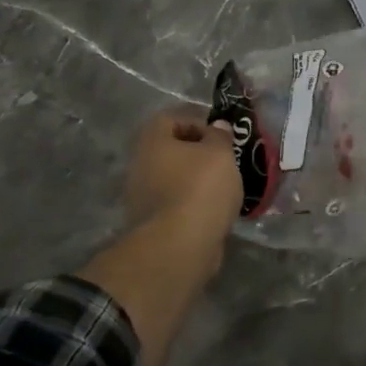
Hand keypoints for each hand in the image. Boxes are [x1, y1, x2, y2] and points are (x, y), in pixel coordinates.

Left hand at [124, 106, 242, 240]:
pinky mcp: (152, 223)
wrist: (179, 247)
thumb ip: (220, 136)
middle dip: (199, 153)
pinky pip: (176, 203)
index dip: (197, 121)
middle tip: (225, 160)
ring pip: (174, 177)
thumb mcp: (220, 153)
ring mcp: (142, 197)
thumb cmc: (200, 188)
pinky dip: (193, 203)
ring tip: (225, 187)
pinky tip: (215, 210)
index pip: (170, 118)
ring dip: (197, 179)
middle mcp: (140, 165)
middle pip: (171, 149)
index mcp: (152, 141)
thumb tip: (217, 126)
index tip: (220, 136)